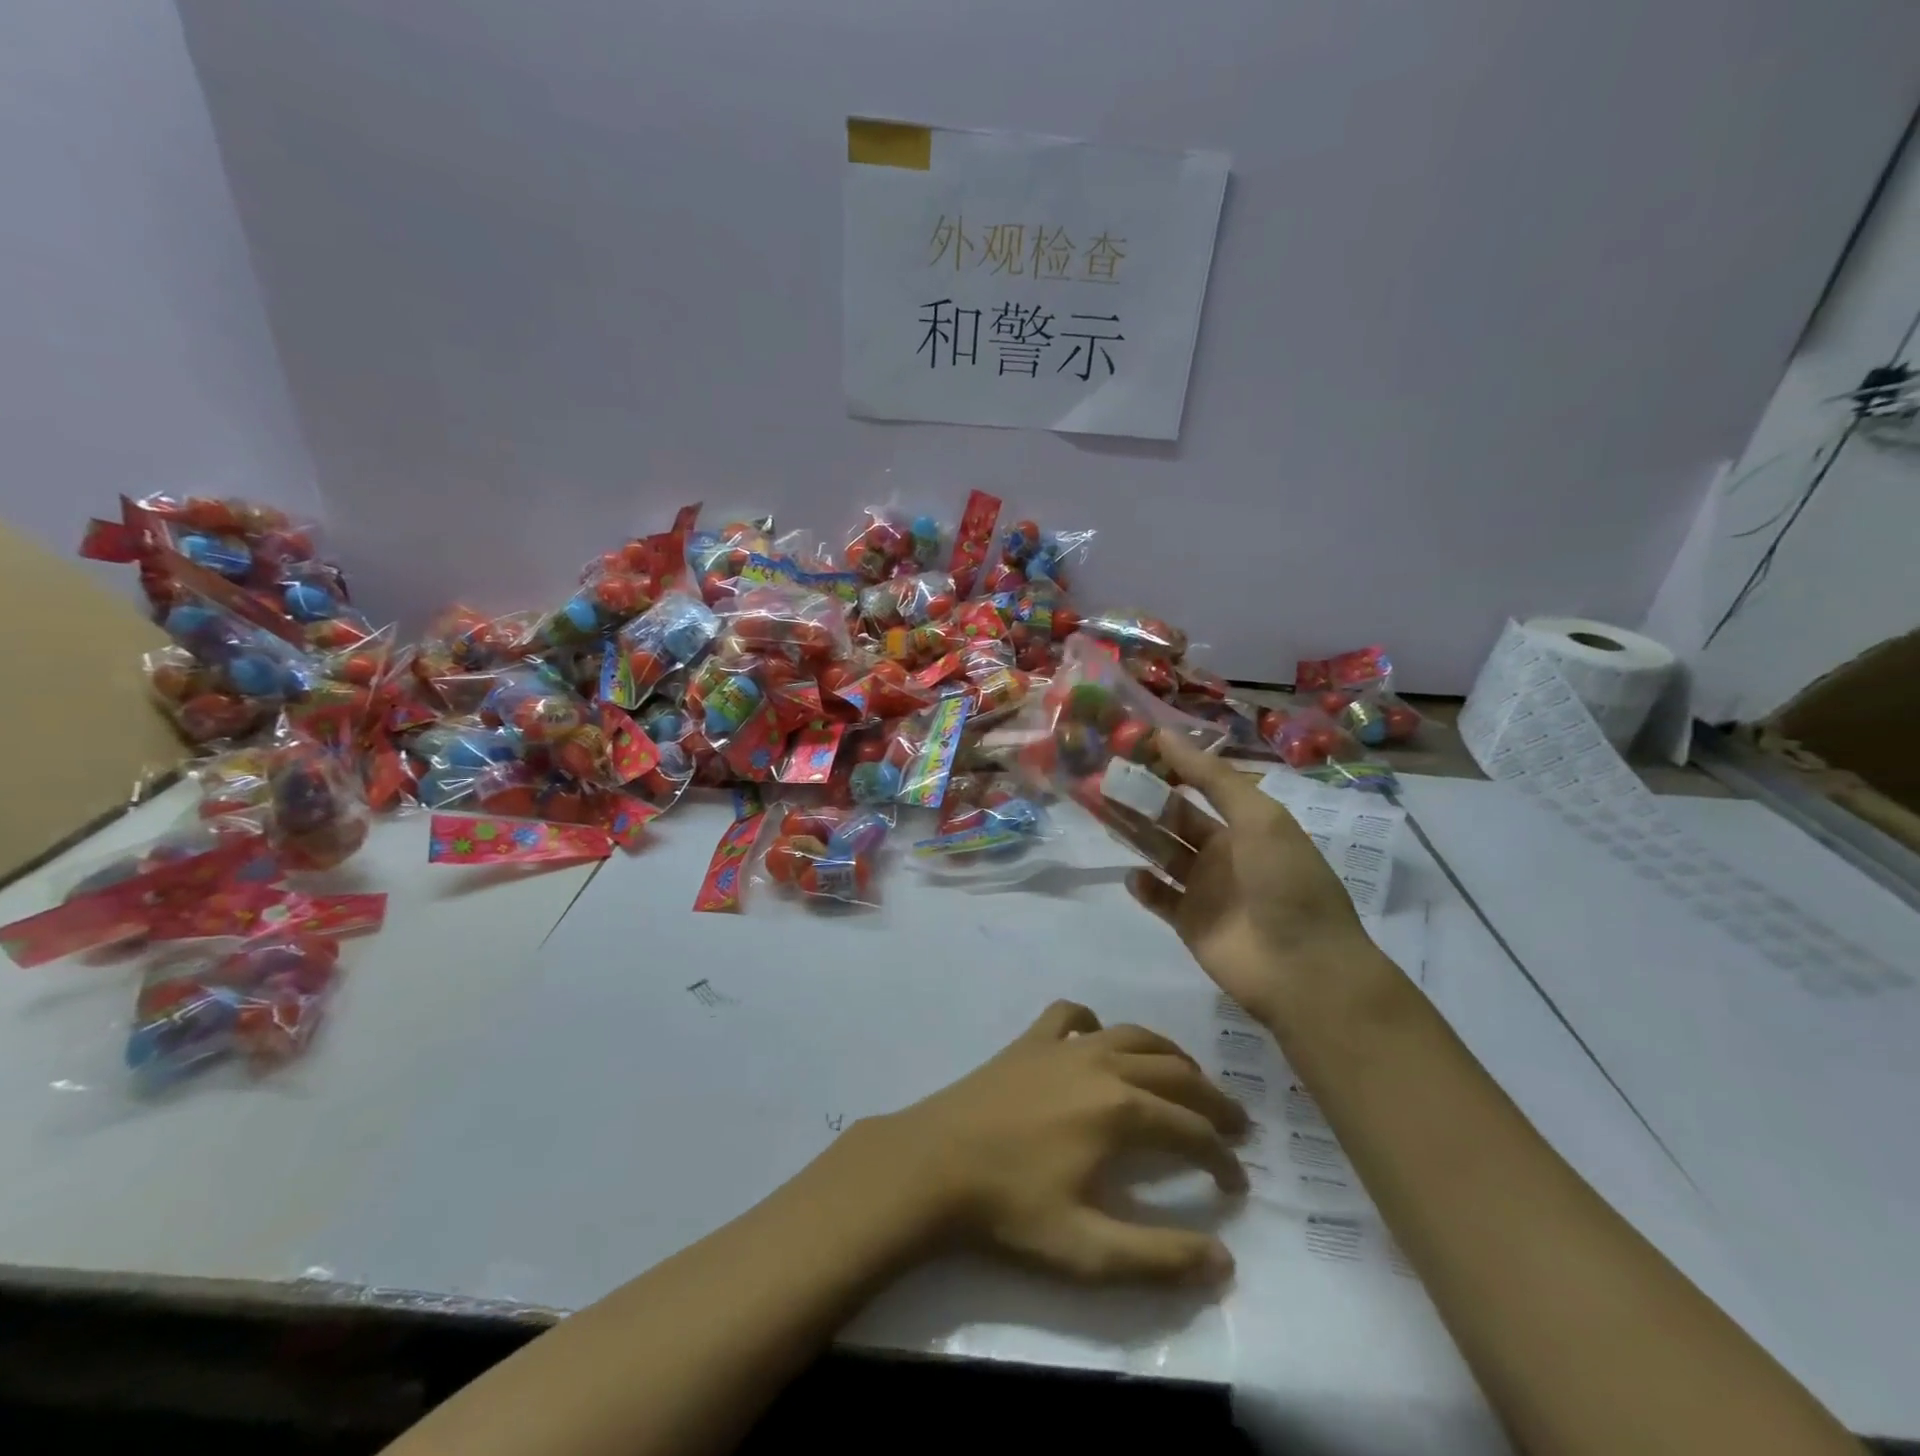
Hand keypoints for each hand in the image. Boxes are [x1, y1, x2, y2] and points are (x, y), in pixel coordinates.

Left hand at [860, 1001, 1247, 1282]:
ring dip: (1168, 1055)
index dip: (1222, 1157)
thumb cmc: (1010, 1208)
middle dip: (1212, 1098)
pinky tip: (1096, 1041)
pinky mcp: (1029, 1040)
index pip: (1192, 1130)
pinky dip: (1093, 1024)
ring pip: (1133, 1035)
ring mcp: (1063, 1046)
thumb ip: (1159, 1257)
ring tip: (1186, 1078)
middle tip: (1235, 1125)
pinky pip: (1070, 1016)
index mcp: (1121, 1111)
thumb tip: (1225, 1261)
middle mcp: (1102, 1065)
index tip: (1238, 1182)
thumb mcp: (1087, 1250)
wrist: (934, 1164)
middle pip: (1174, 1072)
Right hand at [1126, 730, 1377, 1023]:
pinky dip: (1144, 885)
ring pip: (1162, 853)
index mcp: (1245, 823)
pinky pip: (1160, 897)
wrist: (1302, 968)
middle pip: (1175, 819)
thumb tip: (1165, 735)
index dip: (1171, 768)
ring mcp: (1205, 889)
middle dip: (1144, 800)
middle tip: (1105, 781)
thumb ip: (1211, 778)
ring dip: (1136, 834)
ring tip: (1102, 814)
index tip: (1133, 749)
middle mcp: (1223, 851)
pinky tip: (1131, 872)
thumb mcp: (1258, 817)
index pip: (1201, 787)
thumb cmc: (1286, 881)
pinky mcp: (1189, 923)